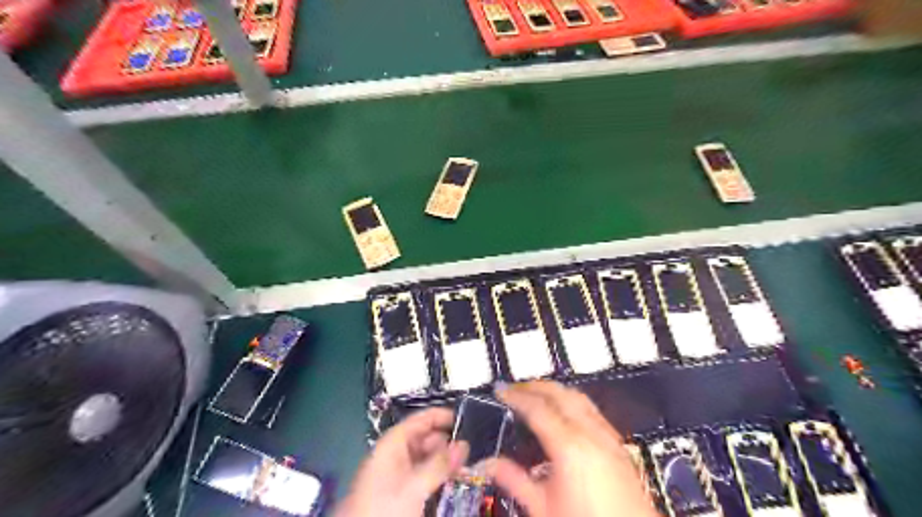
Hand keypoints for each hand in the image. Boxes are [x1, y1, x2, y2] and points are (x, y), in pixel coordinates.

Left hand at [335, 407, 468, 516]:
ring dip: (444, 462)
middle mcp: (395, 454)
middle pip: (425, 439)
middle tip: (471, 450)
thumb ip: (440, 464)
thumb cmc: (384, 507)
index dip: (441, 416)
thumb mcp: (414, 486)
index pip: (419, 420)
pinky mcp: (399, 491)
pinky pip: (423, 476)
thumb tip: (464, 445)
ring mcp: (396, 473)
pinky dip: (437, 476)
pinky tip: (452, 482)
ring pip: (426, 459)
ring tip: (466, 467)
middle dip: (447, 443)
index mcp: (393, 444)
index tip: (464, 419)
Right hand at [488, 380, 654, 515]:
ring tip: (537, 394)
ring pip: (579, 398)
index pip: (538, 407)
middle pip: (560, 394)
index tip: (501, 390)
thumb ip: (514, 480)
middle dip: (535, 386)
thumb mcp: (543, 508)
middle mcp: (592, 434)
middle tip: (515, 387)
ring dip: (555, 391)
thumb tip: (489, 464)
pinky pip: (592, 410)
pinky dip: (572, 402)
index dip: (516, 396)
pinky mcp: (618, 446)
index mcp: (570, 446)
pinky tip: (565, 413)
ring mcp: (609, 437)